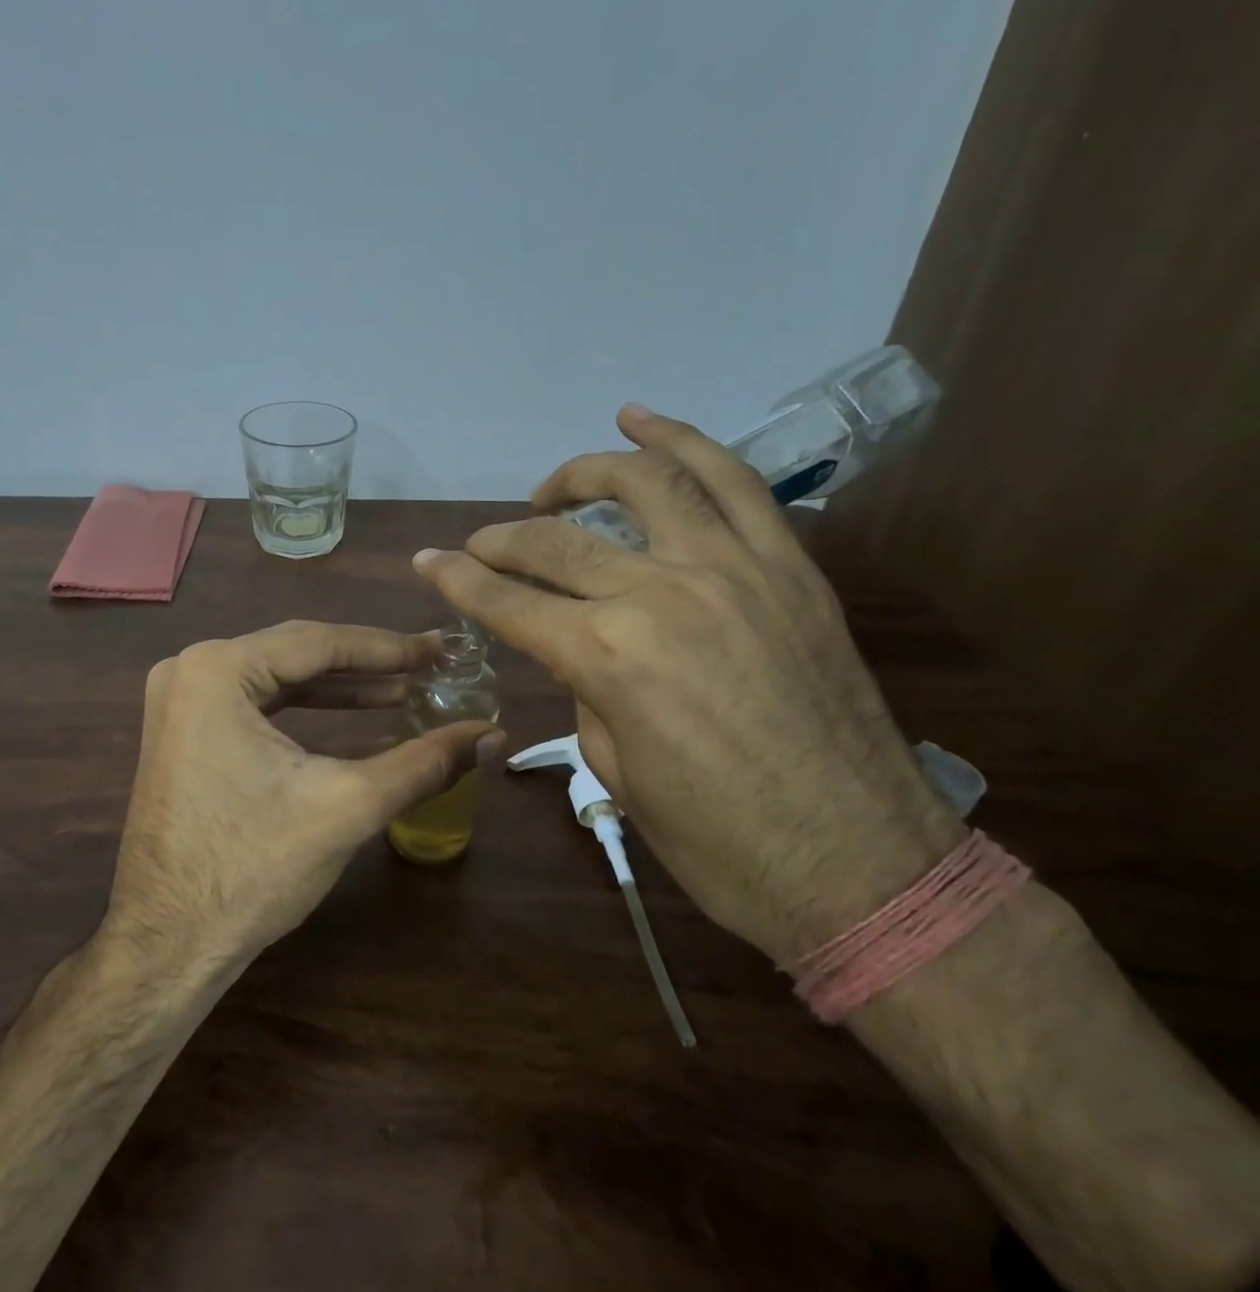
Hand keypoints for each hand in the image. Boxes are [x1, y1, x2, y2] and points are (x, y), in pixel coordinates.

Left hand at [103, 621, 501, 970]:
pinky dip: (302, 707)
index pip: (318, 642)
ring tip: (401, 691)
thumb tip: (492, 734)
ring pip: (276, 676)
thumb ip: (424, 762)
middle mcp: (189, 668)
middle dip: (365, 663)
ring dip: (338, 686)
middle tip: (427, 665)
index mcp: (217, 669)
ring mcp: (179, 699)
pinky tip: (351, 712)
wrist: (168, 945)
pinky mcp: (181, 728)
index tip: (439, 648)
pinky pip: (253, 701)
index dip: (387, 646)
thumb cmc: (253, 869)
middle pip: (295, 652)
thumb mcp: (348, 805)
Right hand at [413, 405, 964, 962]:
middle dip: (500, 540)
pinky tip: (643, 422)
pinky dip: (684, 442)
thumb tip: (579, 646)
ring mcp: (732, 569)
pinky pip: (734, 483)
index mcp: (607, 656)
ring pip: (644, 483)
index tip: (426, 563)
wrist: (865, 869)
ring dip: (582, 473)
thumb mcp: (615, 769)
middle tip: (478, 545)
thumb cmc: (720, 843)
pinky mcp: (788, 567)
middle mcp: (661, 593)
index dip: (456, 581)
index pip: (507, 603)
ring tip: (551, 485)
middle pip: (557, 542)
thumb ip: (587, 687)